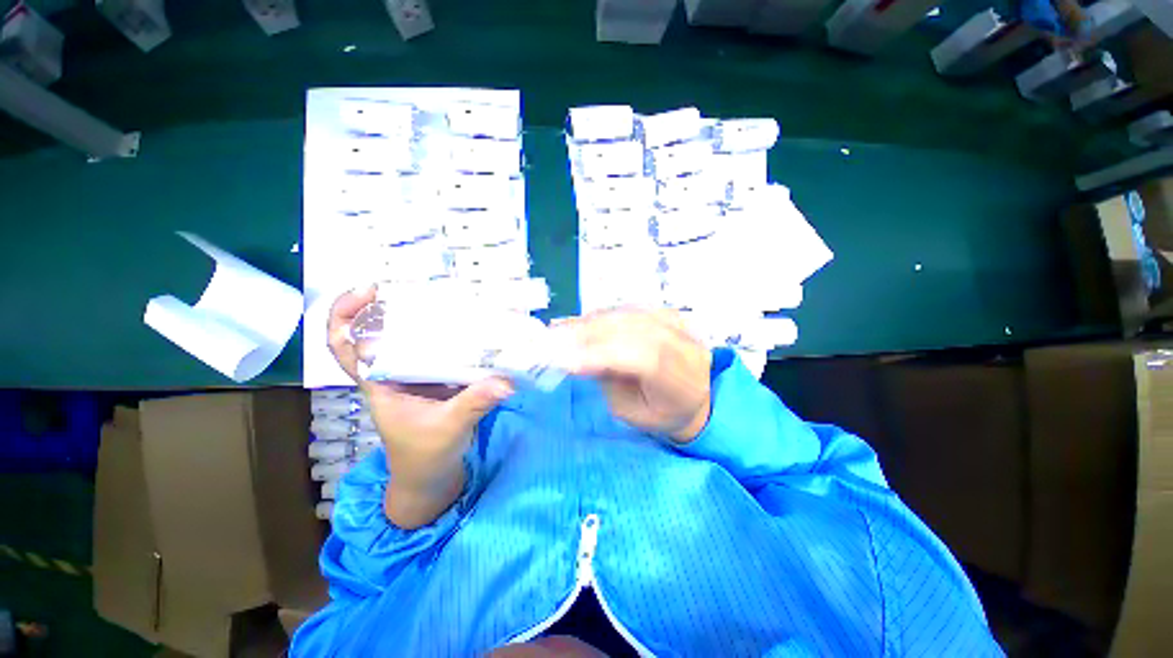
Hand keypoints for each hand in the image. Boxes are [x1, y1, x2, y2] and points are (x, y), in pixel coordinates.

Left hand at [328, 286, 513, 526]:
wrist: (432, 476)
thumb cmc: (425, 456)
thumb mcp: (448, 428)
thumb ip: (474, 403)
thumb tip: (505, 381)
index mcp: (379, 383)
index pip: (345, 346)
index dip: (345, 315)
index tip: (369, 291)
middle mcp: (393, 373)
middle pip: (376, 331)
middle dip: (390, 305)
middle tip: (418, 285)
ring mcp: (415, 374)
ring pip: (408, 338)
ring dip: (420, 317)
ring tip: (445, 299)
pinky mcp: (436, 378)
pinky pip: (436, 350)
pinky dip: (448, 336)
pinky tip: (468, 326)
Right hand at [563, 308, 711, 442]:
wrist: (695, 396)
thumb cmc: (661, 413)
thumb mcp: (631, 411)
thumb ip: (608, 382)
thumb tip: (577, 355)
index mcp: (682, 380)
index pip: (644, 359)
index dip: (604, 354)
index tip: (566, 359)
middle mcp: (685, 346)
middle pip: (634, 330)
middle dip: (590, 333)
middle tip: (554, 337)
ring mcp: (679, 324)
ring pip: (630, 315)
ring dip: (593, 321)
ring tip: (564, 328)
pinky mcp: (669, 313)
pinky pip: (632, 309)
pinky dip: (605, 314)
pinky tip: (585, 321)